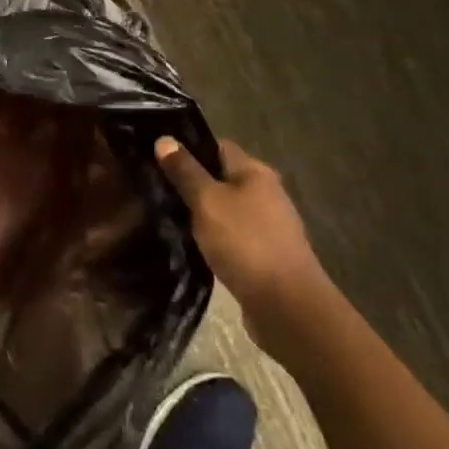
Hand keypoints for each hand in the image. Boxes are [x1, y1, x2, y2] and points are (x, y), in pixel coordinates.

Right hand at [156, 136, 330, 351]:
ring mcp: (269, 227)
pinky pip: (234, 239)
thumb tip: (164, 139)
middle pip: (222, 179)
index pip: (217, 147)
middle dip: (194, 185)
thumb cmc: (246, 243)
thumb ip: (185, 171)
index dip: (190, 149)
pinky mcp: (267, 258)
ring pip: (227, 211)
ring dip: (204, 217)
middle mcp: (266, 193)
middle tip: (160, 191)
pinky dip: (216, 242)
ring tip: (171, 220)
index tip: (162, 159)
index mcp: (255, 171)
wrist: (288, 309)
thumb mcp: (207, 202)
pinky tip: (194, 249)